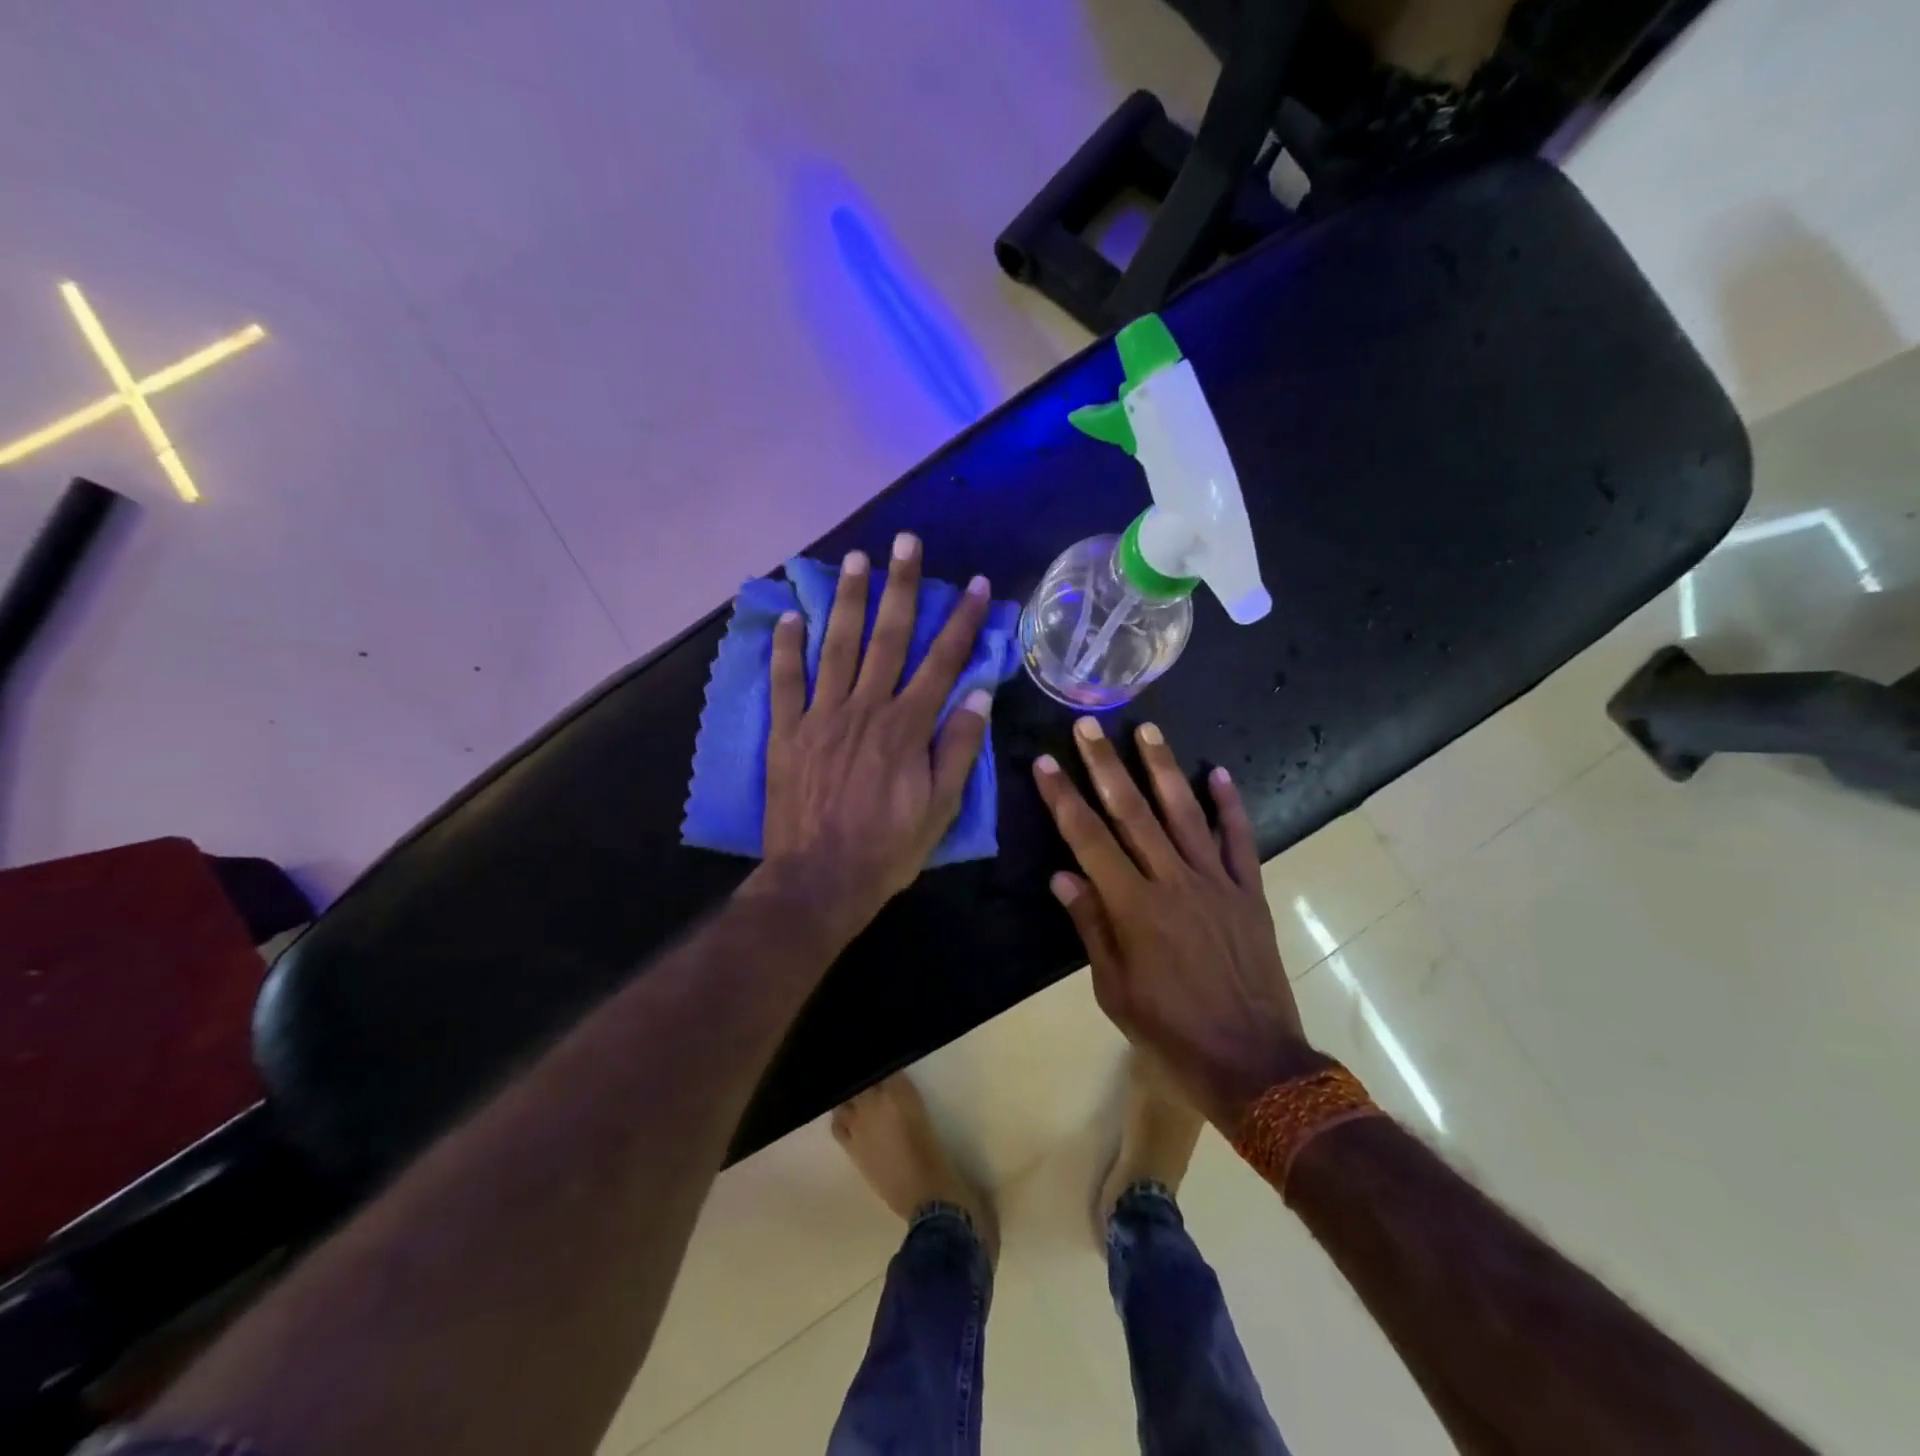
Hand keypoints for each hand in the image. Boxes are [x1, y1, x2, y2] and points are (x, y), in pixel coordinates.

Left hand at [759, 532, 993, 943]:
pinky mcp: (787, 732)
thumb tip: (978, 694)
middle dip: (902, 587)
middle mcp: (865, 708)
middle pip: (888, 637)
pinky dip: (785, 648)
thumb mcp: (941, 806)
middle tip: (906, 542)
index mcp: (907, 726)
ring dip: (848, 601)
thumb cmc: (888, 848)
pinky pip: (784, 682)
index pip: (943, 661)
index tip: (977, 585)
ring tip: (854, 560)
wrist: (820, 880)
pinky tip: (789, 616)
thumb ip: (958, 747)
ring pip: (837, 647)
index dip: (963, 621)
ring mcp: (821, 716)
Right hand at [1033, 718, 1309, 1130]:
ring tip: (1146, 729)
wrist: (1253, 1062)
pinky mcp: (1248, 892)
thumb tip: (1062, 876)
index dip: (1063, 798)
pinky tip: (1219, 772)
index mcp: (1133, 907)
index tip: (1045, 762)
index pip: (1088, 839)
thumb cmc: (1170, 1031)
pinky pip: (1239, 840)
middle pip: (1132, 812)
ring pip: (1185, 813)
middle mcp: (1173, 882)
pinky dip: (1231, 805)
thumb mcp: (1114, 989)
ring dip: (1163, 768)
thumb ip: (1091, 927)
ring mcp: (1216, 883)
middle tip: (1088, 725)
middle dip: (1105, 765)